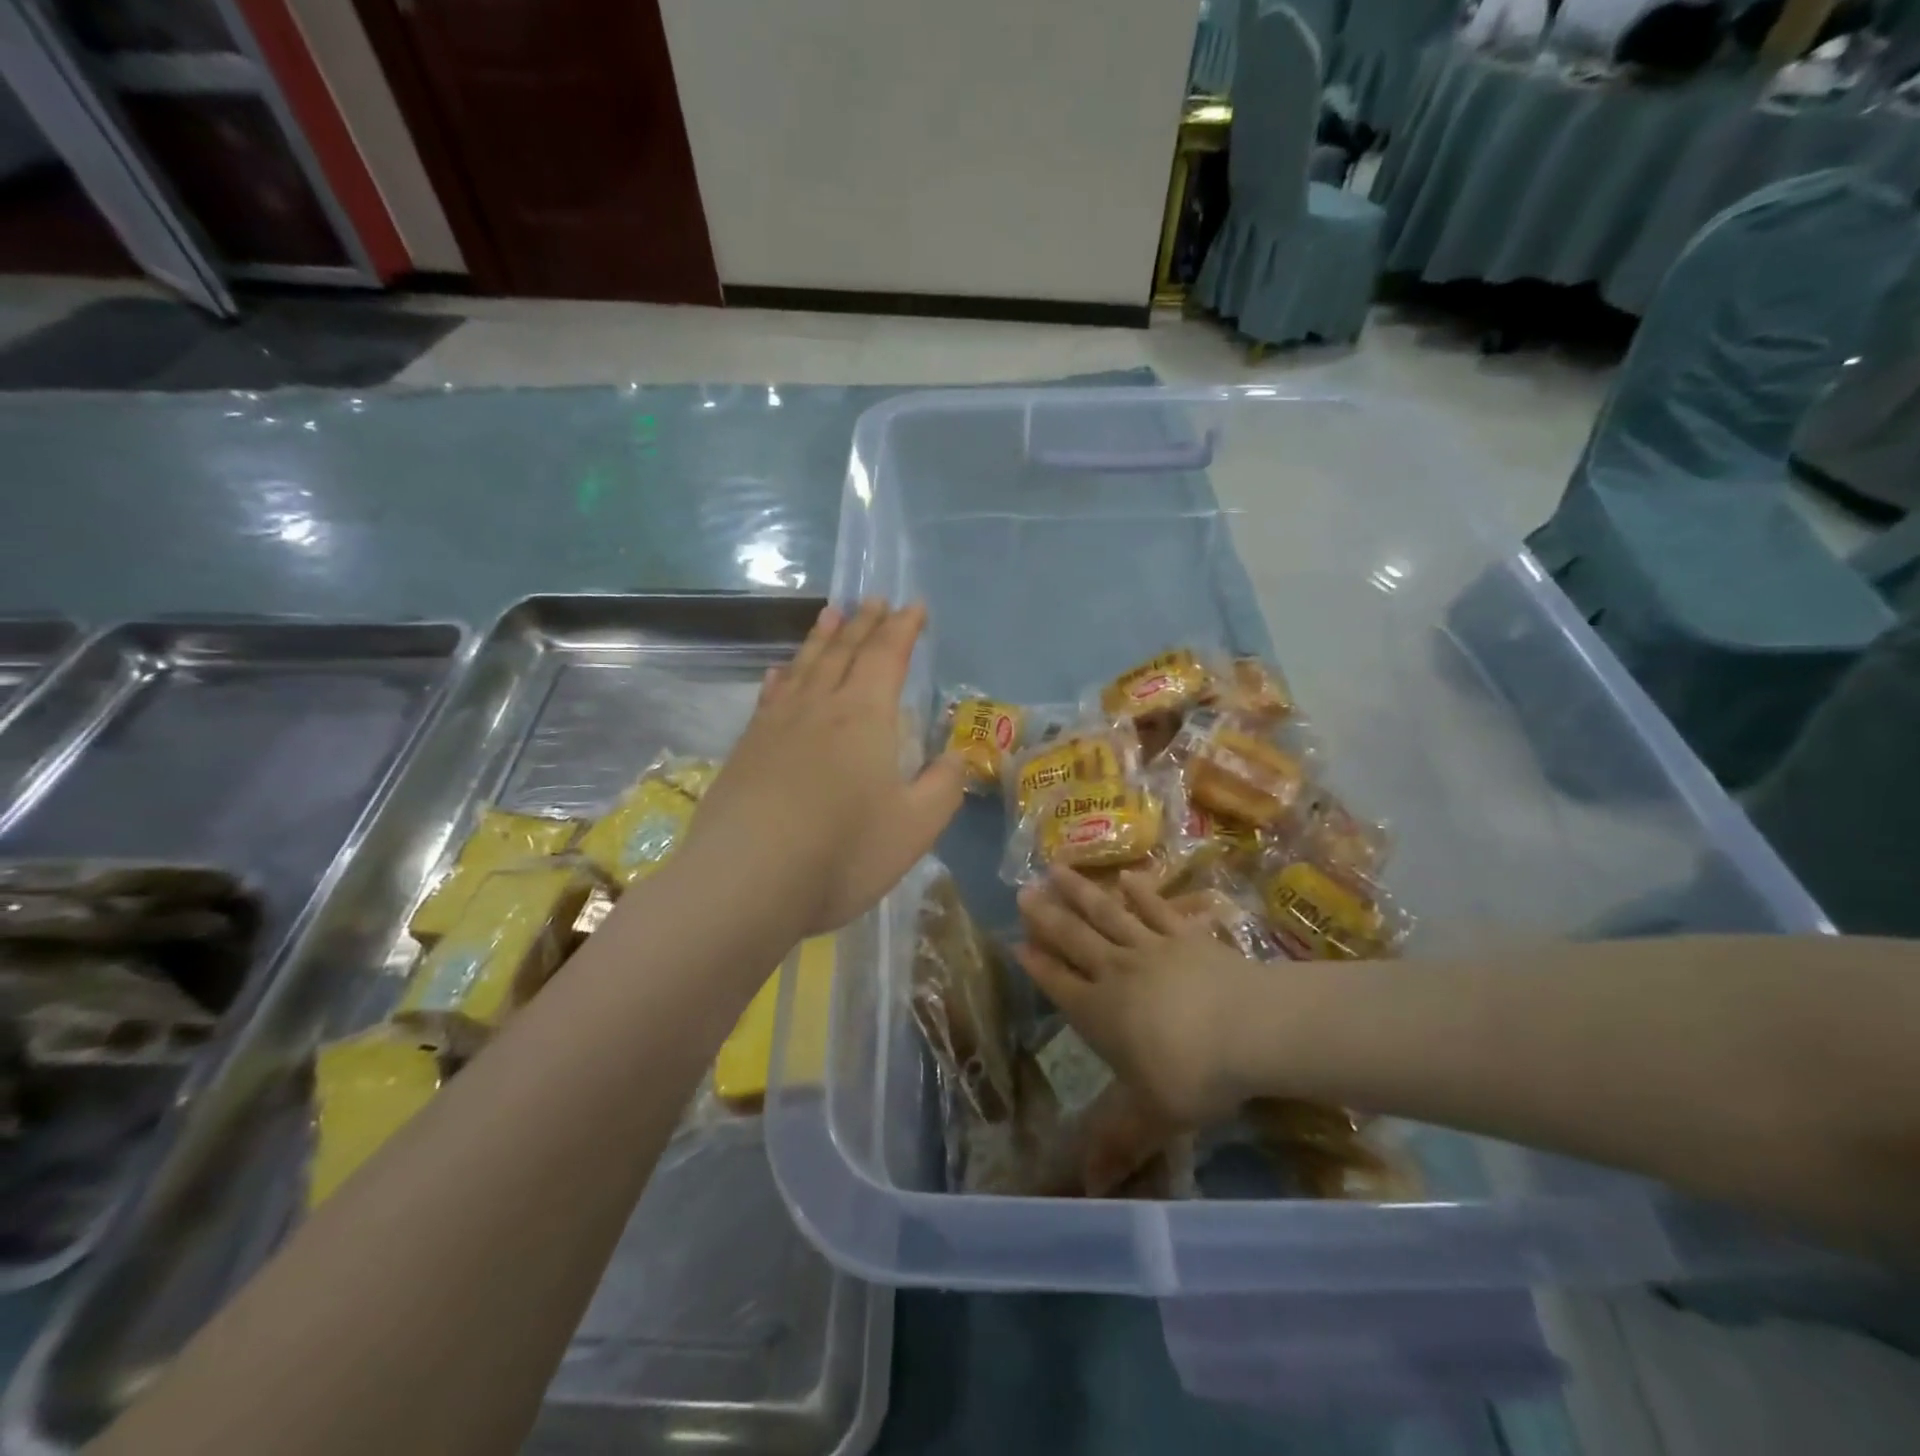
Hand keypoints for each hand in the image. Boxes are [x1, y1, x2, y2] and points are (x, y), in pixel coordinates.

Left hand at [683, 600, 966, 936]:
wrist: (746, 882)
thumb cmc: (843, 853)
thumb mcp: (915, 827)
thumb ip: (943, 787)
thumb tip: (958, 756)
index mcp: (865, 717)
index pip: (887, 657)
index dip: (903, 629)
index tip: (913, 606)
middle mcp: (819, 707)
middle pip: (845, 652)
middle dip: (865, 624)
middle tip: (876, 600)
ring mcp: (776, 726)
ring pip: (804, 666)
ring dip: (822, 638)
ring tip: (833, 613)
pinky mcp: (746, 749)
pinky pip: (770, 697)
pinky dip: (782, 677)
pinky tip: (780, 672)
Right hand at [1016, 866, 1262, 1128]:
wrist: (1250, 1029)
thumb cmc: (1193, 1075)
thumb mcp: (1152, 1117)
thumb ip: (1118, 1144)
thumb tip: (1087, 1192)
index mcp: (1100, 1013)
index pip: (1059, 985)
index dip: (1037, 965)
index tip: (1017, 942)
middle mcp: (1116, 972)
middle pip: (1074, 940)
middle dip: (1047, 918)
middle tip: (1022, 892)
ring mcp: (1151, 948)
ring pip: (1107, 915)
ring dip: (1081, 892)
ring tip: (1055, 869)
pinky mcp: (1185, 935)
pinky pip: (1157, 908)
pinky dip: (1140, 891)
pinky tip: (1127, 876)